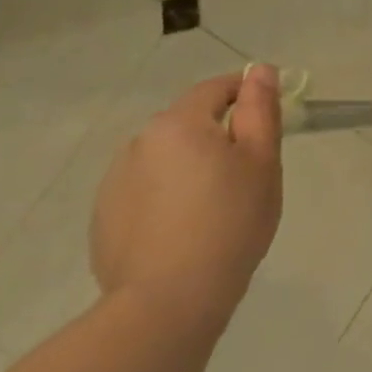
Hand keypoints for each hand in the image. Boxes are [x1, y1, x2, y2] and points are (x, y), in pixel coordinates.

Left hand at [90, 66, 283, 326]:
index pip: (215, 89)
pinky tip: (184, 232)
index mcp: (179, 123)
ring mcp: (115, 181)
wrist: (169, 300)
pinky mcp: (104, 217)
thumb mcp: (261, 162)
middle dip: (217, 137)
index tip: (267, 116)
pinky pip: (146, 192)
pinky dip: (166, 199)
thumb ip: (261, 110)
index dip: (245, 93)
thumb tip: (259, 70)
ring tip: (214, 209)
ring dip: (189, 168)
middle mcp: (140, 142)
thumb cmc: (230, 223)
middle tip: (247, 174)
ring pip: (166, 160)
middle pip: (188, 124)